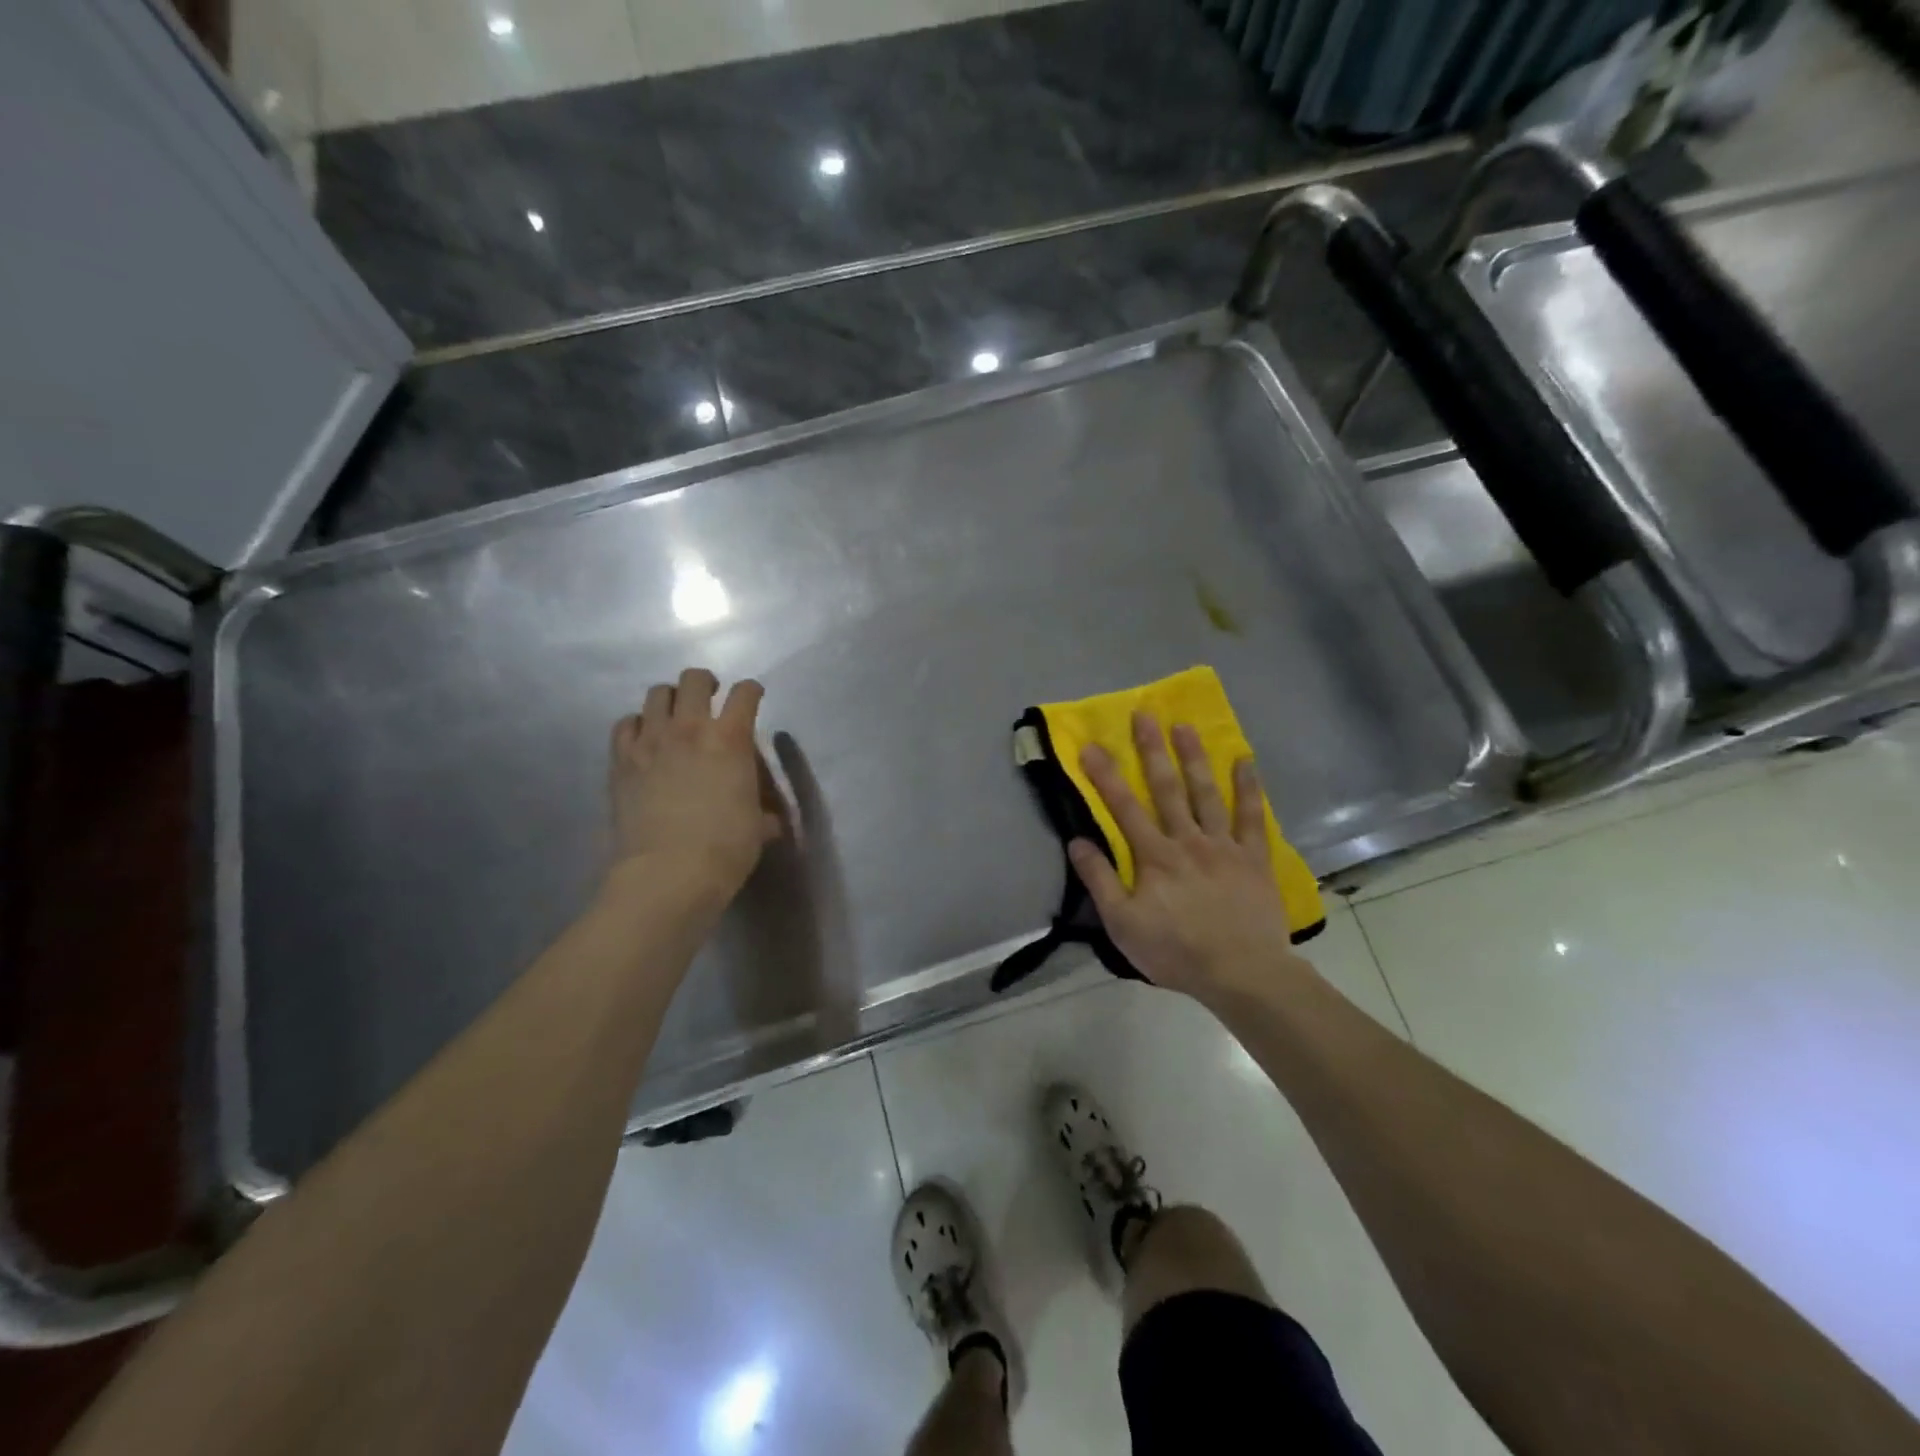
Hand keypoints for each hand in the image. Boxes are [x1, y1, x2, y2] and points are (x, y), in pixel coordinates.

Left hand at [606, 668, 782, 903]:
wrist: (668, 872)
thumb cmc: (725, 848)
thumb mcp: (758, 826)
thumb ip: (763, 811)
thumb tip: (769, 819)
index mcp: (730, 739)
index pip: (745, 694)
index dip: (752, 691)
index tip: (753, 696)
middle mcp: (689, 728)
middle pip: (694, 680)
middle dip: (706, 683)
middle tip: (710, 698)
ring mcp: (650, 741)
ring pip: (657, 694)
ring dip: (671, 700)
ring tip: (675, 716)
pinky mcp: (621, 760)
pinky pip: (625, 724)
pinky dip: (637, 724)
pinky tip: (645, 739)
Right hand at [1068, 712, 1307, 1001]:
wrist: (1243, 973)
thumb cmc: (1176, 951)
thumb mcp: (1123, 924)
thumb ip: (1100, 881)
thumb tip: (1077, 841)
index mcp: (1154, 856)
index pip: (1124, 808)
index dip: (1106, 776)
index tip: (1091, 745)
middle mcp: (1188, 840)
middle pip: (1167, 788)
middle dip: (1152, 750)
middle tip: (1145, 714)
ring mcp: (1224, 846)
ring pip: (1207, 793)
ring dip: (1195, 757)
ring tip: (1185, 726)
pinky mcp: (1253, 859)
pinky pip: (1252, 817)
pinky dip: (1249, 788)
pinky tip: (1245, 761)